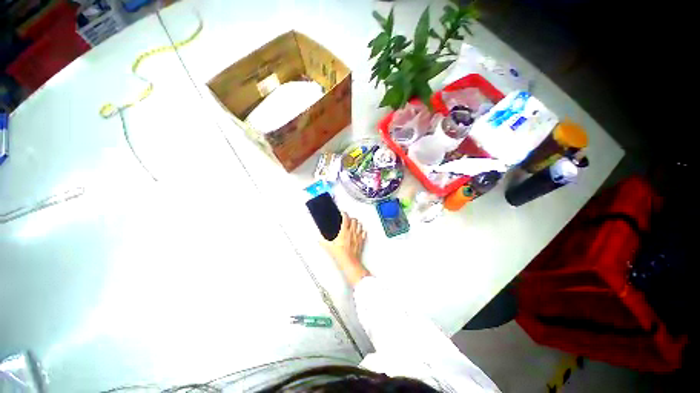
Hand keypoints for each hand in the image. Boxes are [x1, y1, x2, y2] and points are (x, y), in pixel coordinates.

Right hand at [321, 212, 368, 285]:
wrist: (350, 262)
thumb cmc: (341, 255)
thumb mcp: (329, 247)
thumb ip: (323, 242)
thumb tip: (319, 239)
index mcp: (344, 232)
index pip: (346, 218)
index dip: (344, 214)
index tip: (342, 213)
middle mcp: (352, 232)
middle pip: (354, 220)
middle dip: (351, 218)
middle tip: (347, 219)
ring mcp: (358, 236)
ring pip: (360, 225)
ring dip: (357, 223)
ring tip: (353, 224)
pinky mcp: (361, 241)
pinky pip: (364, 233)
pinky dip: (362, 231)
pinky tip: (360, 232)